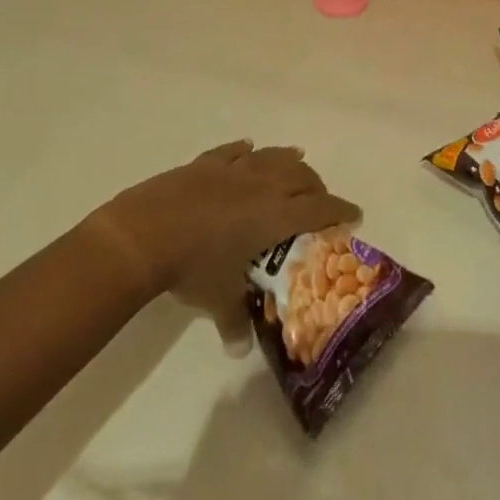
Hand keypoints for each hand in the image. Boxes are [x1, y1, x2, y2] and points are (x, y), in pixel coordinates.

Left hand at [88, 141, 358, 342]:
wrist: (144, 234)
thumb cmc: (193, 267)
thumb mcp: (218, 299)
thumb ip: (234, 323)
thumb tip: (238, 350)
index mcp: (275, 214)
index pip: (320, 207)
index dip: (340, 210)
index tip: (354, 214)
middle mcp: (262, 185)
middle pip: (301, 176)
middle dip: (316, 186)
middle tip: (319, 199)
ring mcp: (232, 170)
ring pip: (271, 156)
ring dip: (288, 160)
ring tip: (297, 162)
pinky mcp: (205, 164)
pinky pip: (233, 151)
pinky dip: (245, 150)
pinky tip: (249, 149)